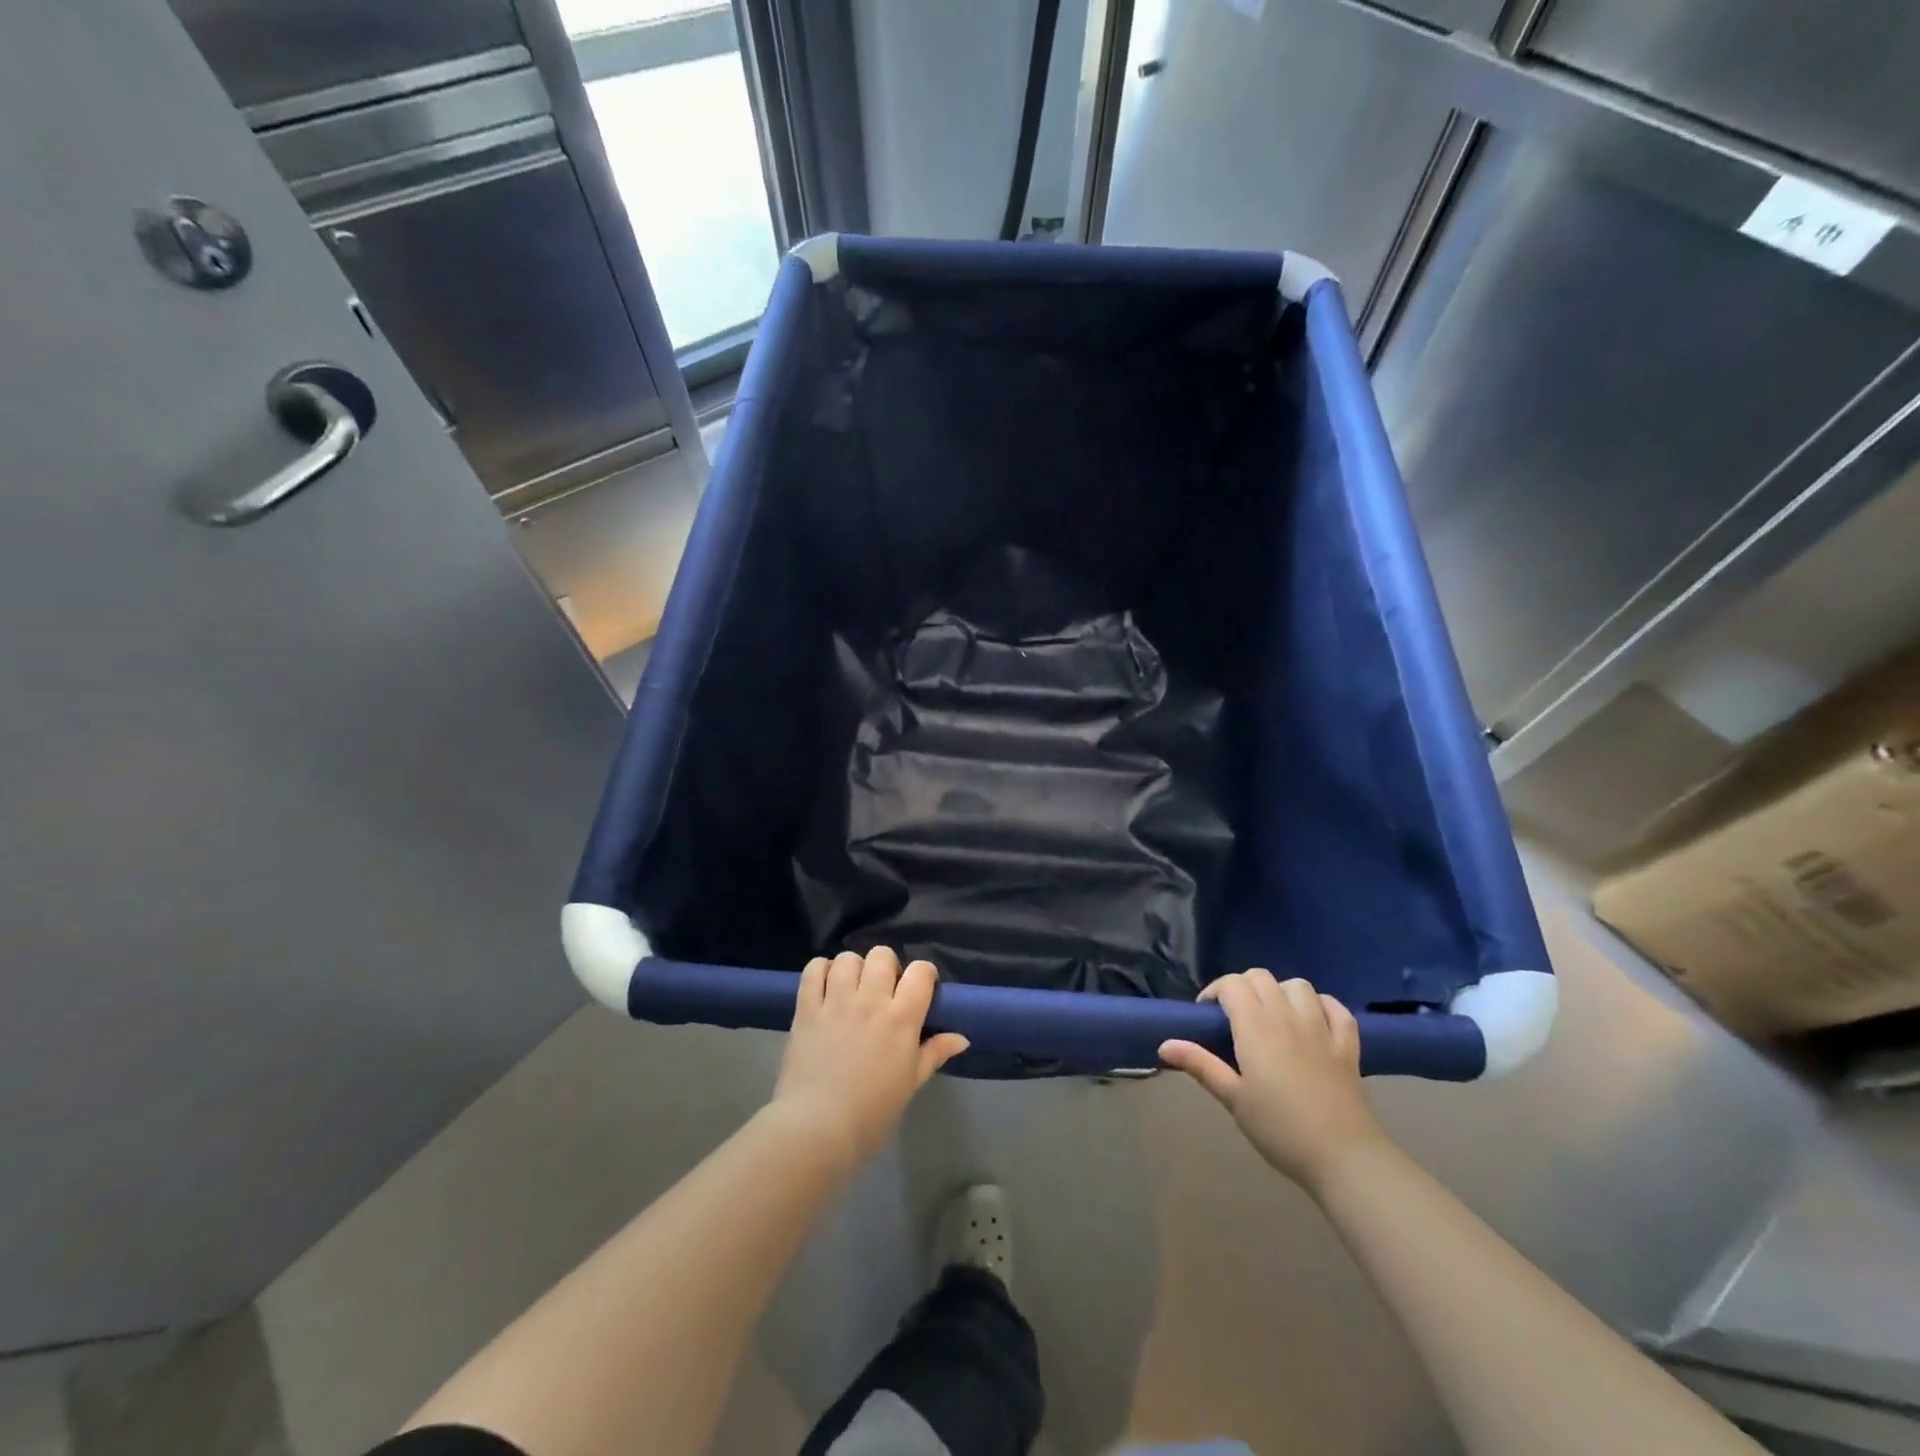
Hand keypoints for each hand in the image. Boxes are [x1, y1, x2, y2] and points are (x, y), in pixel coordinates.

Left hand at [770, 946, 969, 1169]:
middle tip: (883, 989)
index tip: (920, 987)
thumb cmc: (871, 1112)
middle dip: (886, 966)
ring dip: (853, 968)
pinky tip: (825, 986)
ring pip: (848, 958)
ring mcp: (836, 1001)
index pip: (920, 971)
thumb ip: (934, 1053)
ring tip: (851, 988)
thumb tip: (962, 1038)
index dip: (923, 974)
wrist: (817, 1128)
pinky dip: (821, 970)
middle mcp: (870, 1001)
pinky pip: (814, 969)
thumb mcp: (910, 1084)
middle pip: (882, 955)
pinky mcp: (807, 1008)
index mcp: (901, 1018)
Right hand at [1160, 970, 1390, 1192]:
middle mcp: (1287, 1016)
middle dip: (1243, 987)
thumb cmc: (1279, 1128)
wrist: (1343, 1156)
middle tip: (1235, 1017)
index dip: (1215, 991)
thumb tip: (1164, 1044)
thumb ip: (1200, 1065)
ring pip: (1298, 986)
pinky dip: (1323, 1006)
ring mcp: (1321, 1028)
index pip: (1232, 984)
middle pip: (1261, 977)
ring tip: (1273, 1016)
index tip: (1207, 1015)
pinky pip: (1337, 1009)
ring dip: (1281, 992)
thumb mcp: (1233, 1099)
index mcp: (1256, 1027)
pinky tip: (1314, 1021)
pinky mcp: (1347, 1045)